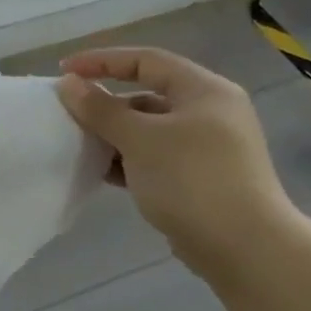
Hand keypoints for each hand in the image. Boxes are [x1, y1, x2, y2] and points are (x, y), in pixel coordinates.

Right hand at [57, 47, 295, 266]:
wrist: (246, 250)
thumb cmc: (192, 180)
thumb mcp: (139, 139)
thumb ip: (100, 109)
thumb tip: (67, 83)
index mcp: (203, 91)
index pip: (145, 60)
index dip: (101, 61)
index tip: (64, 70)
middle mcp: (209, 112)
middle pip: (146, 94)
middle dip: (105, 103)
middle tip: (68, 113)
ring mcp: (206, 147)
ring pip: (148, 129)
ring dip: (113, 134)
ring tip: (78, 144)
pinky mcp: (199, 178)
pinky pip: (154, 156)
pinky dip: (127, 159)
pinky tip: (100, 171)